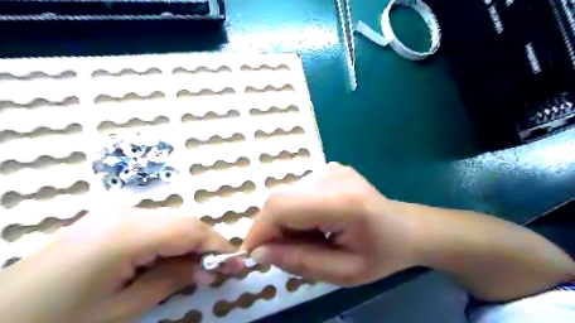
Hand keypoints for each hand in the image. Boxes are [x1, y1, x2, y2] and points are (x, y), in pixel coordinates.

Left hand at [0, 208, 240, 321]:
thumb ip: (169, 281)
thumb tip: (204, 268)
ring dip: (187, 242)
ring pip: (169, 221)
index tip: (237, 262)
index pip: (190, 230)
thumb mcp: (121, 312)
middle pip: (182, 221)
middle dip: (205, 244)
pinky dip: (167, 241)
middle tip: (218, 268)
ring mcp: (112, 214)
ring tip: (194, 268)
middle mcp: (124, 213)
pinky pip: (150, 225)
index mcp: (127, 234)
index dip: (217, 245)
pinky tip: (166, 260)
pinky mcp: (105, 221)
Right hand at [241, 163, 420, 285]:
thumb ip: (300, 262)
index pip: (283, 206)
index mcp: (343, 202)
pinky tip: (315, 222)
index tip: (253, 254)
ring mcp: (330, 168)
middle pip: (280, 199)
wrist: (403, 227)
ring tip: (309, 237)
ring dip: (285, 220)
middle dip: (272, 228)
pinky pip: (297, 191)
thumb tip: (259, 253)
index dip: (260, 229)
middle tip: (286, 251)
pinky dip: (295, 211)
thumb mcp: (344, 273)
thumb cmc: (380, 254)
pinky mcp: (328, 168)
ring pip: (286, 195)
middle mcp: (332, 176)